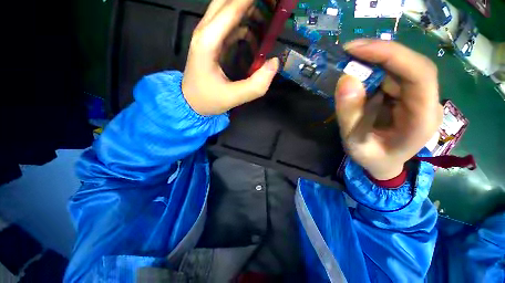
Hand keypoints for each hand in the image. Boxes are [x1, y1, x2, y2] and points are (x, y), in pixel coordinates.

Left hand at [182, 0, 278, 115]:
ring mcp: (207, 34)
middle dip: (250, 0)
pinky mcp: (212, 41)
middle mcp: (205, 31)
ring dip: (249, 8)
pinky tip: (256, 38)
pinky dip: (245, 24)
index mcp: (208, 41)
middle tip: (272, 5)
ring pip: (228, 8)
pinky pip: (230, 23)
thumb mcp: (233, 97)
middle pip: (227, 0)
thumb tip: (274, 62)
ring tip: (269, 17)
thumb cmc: (208, 100)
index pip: (232, 7)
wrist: (190, 102)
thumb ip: (256, 85)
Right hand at [335, 39, 442, 179]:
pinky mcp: (407, 95)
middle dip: (379, 54)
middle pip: (411, 65)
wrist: (383, 163)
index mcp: (422, 119)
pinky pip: (392, 74)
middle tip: (348, 52)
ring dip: (374, 61)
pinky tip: (357, 73)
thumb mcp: (354, 142)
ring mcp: (418, 97)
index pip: (420, 74)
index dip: (391, 55)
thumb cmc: (372, 158)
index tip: (357, 49)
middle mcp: (427, 102)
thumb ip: (350, 115)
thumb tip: (345, 80)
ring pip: (401, 67)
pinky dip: (373, 69)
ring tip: (348, 63)